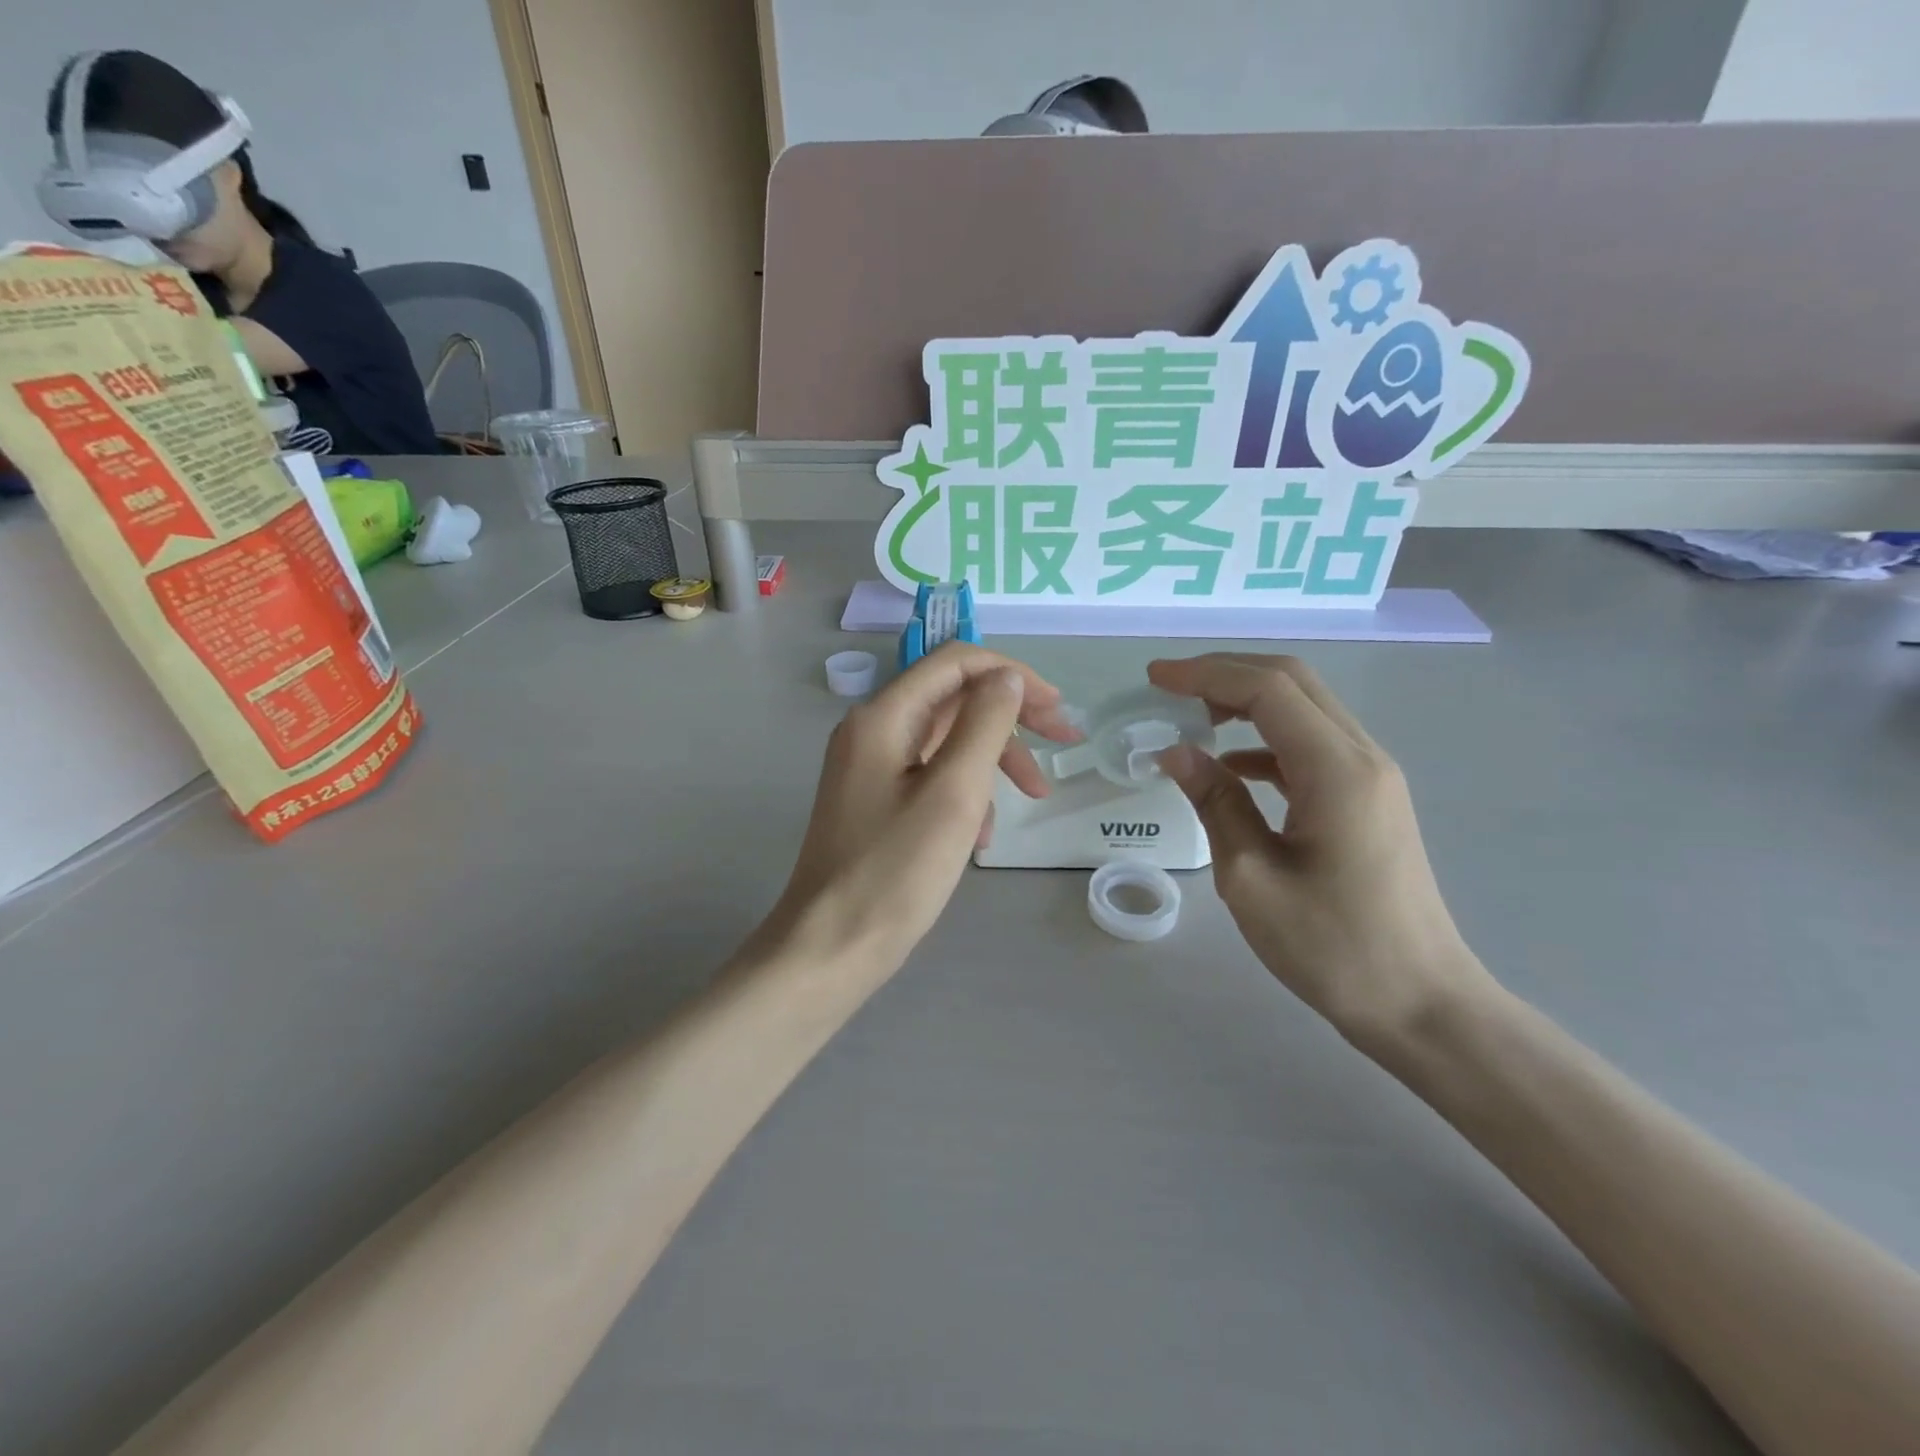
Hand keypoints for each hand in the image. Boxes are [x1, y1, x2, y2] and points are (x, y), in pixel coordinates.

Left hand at [755, 645, 1078, 974]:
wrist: (831, 947)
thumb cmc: (895, 871)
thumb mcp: (954, 793)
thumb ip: (984, 725)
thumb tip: (1006, 677)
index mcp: (883, 716)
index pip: (956, 663)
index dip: (1013, 675)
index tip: (1057, 710)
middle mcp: (872, 729)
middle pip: (954, 699)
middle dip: (1011, 718)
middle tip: (1063, 745)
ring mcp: (870, 765)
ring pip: (947, 740)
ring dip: (993, 760)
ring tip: (1032, 798)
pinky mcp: (875, 799)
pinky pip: (931, 775)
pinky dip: (965, 792)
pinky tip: (981, 836)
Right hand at [1148, 654, 1494, 1043]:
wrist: (1421, 1003)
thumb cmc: (1333, 948)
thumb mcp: (1251, 878)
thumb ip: (1214, 803)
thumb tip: (1175, 752)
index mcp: (1336, 770)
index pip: (1268, 689)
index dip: (1207, 674)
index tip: (1155, 678)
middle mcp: (1362, 757)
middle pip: (1293, 683)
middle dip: (1226, 673)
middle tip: (1169, 688)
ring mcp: (1371, 776)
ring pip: (1304, 709)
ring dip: (1246, 702)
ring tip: (1191, 720)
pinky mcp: (1368, 798)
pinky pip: (1311, 745)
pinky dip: (1265, 740)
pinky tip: (1231, 766)